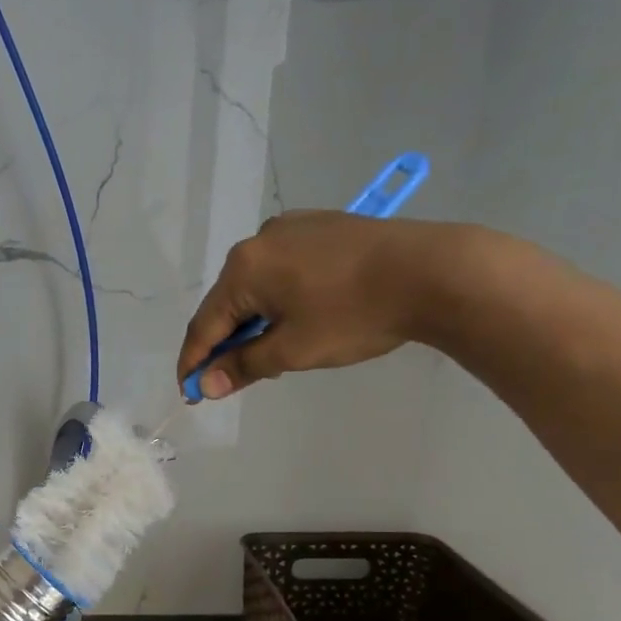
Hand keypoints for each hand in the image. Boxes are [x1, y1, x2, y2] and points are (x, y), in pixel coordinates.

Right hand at [177, 211, 473, 397]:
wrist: (432, 271)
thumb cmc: (354, 315)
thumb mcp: (293, 350)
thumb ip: (243, 366)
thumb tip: (206, 384)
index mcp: (244, 268)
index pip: (204, 325)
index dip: (194, 363)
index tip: (189, 393)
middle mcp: (259, 240)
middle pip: (228, 302)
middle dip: (226, 343)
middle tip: (232, 380)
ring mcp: (292, 228)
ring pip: (256, 286)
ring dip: (253, 323)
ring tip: (269, 355)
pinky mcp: (321, 227)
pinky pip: (282, 271)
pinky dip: (278, 301)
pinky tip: (295, 320)